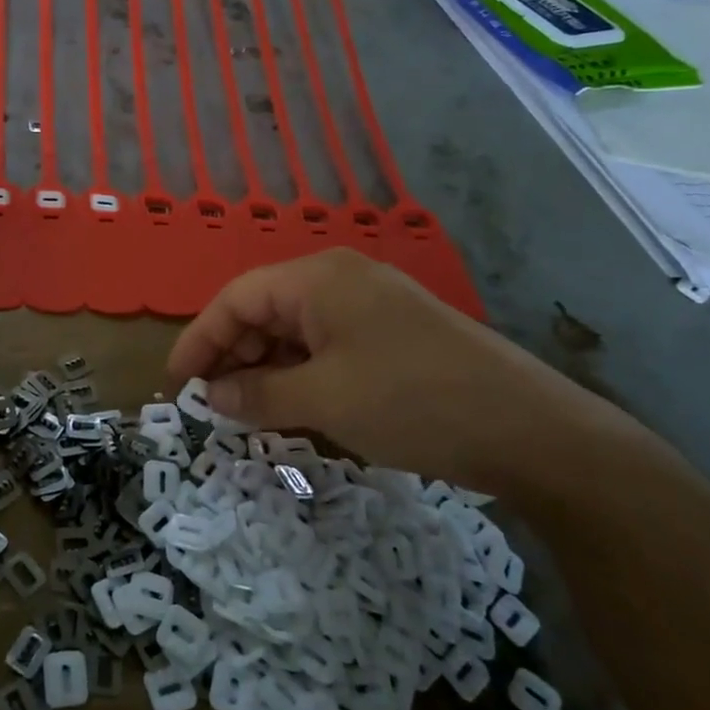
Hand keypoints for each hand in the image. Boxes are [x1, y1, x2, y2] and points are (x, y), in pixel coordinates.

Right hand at [167, 250, 641, 497]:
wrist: (532, 430)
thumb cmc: (412, 402)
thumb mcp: (324, 401)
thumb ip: (257, 396)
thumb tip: (212, 398)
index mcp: (317, 279)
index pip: (235, 299)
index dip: (199, 340)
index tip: (177, 384)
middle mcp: (340, 280)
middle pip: (264, 310)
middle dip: (232, 356)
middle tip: (213, 405)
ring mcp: (371, 306)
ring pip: (295, 331)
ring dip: (266, 369)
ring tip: (249, 412)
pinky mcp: (393, 334)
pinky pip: (327, 346)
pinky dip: (302, 374)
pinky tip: (294, 407)